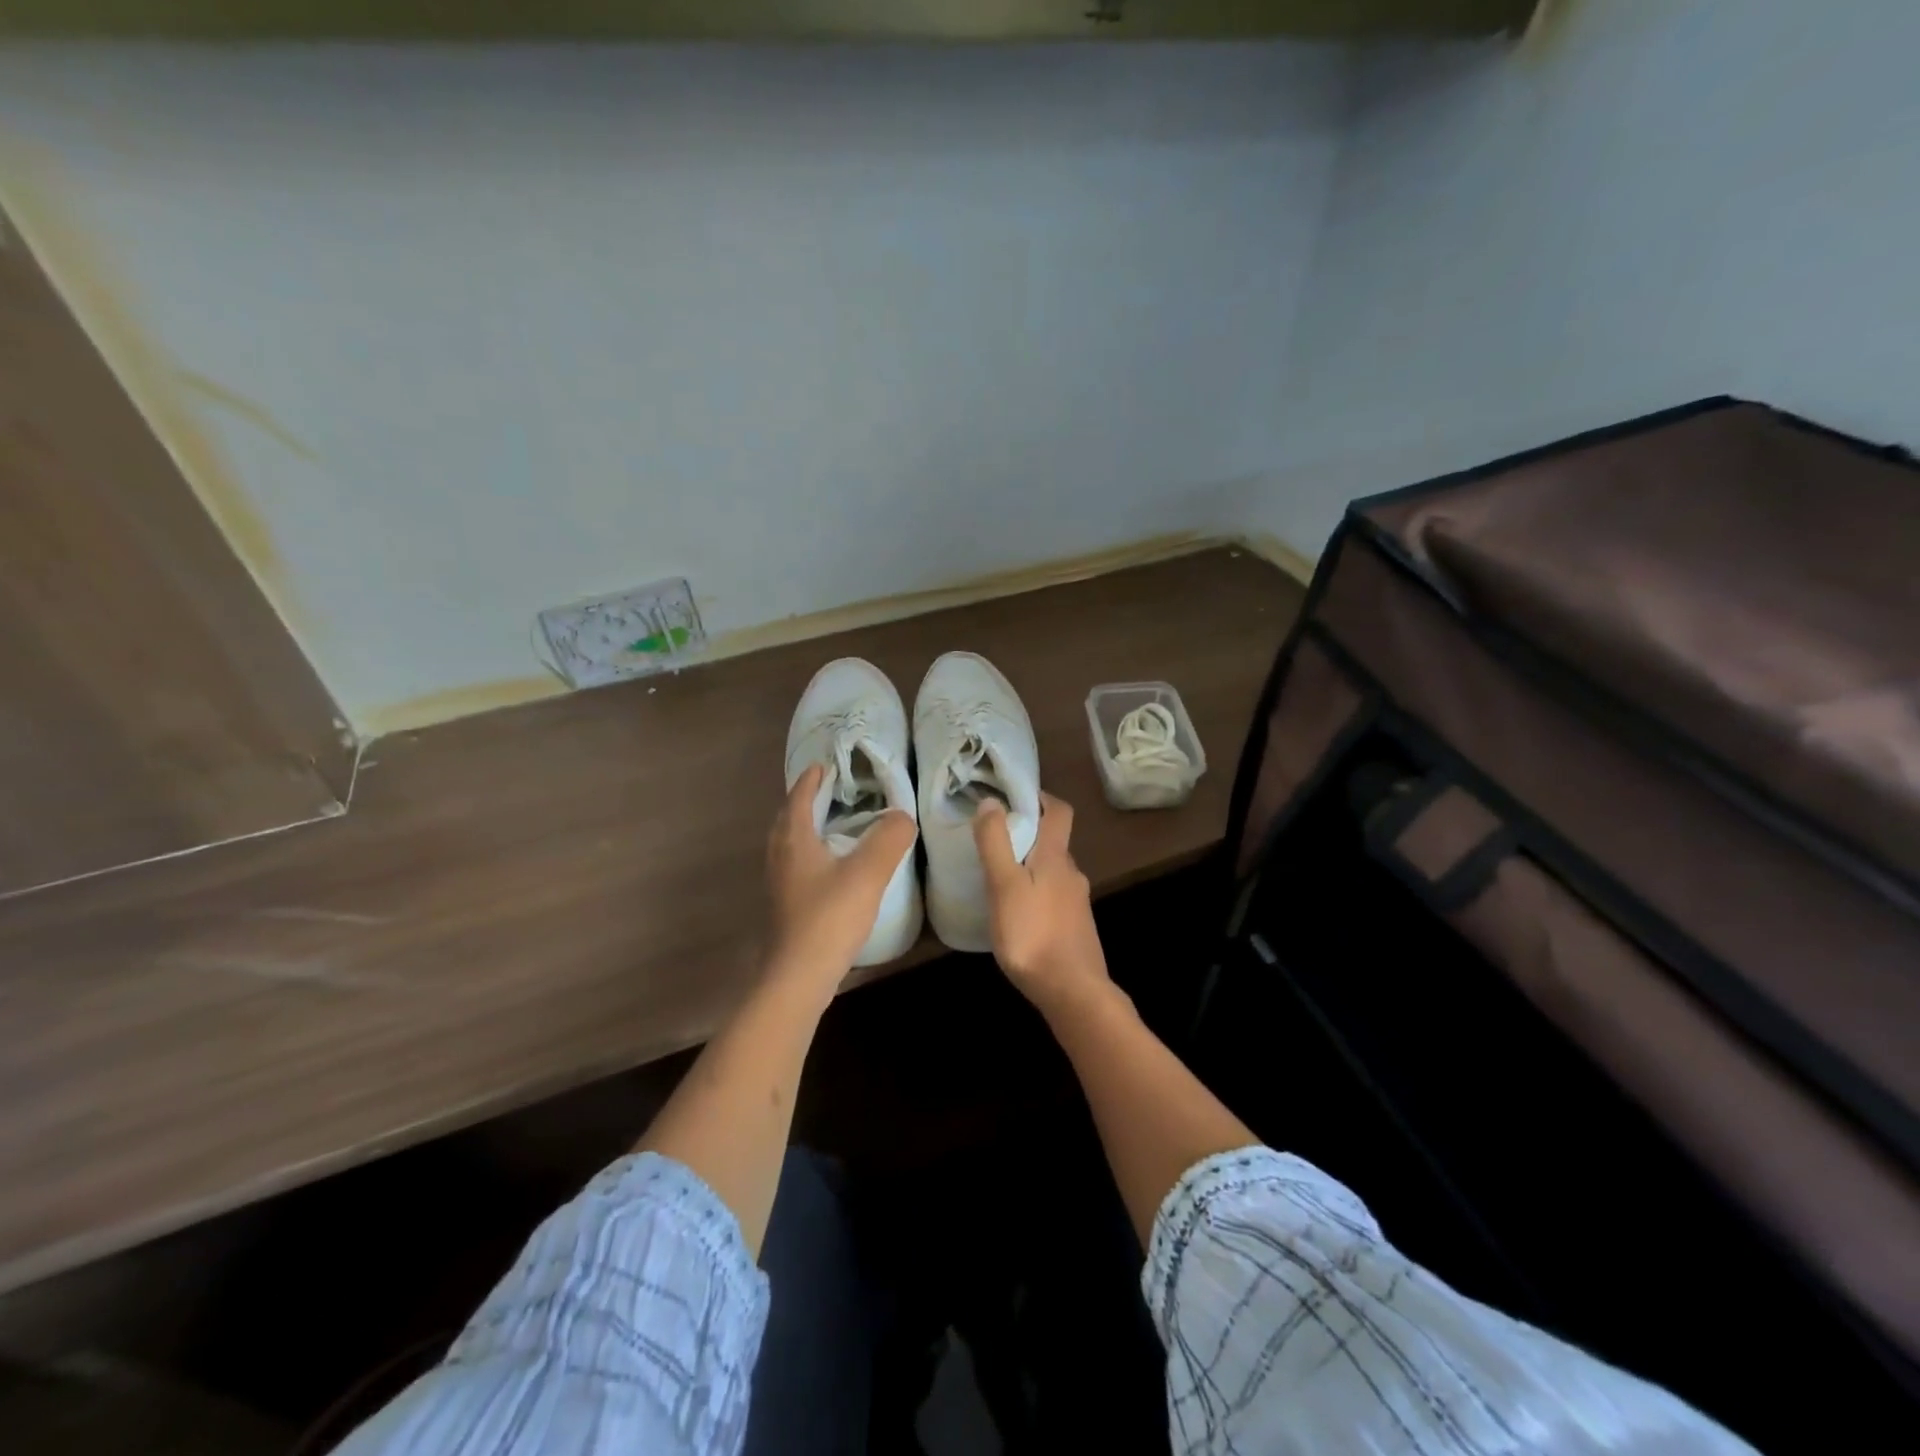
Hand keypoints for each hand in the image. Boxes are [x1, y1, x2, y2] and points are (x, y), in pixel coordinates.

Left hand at [766, 764, 916, 987]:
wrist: (799, 977)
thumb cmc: (830, 917)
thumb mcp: (868, 872)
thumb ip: (889, 838)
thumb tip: (902, 815)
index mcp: (794, 840)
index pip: (799, 797)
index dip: (811, 779)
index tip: (826, 765)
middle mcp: (780, 857)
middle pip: (788, 819)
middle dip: (806, 801)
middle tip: (830, 792)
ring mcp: (780, 884)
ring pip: (790, 844)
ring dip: (807, 828)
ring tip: (833, 825)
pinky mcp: (786, 906)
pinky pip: (796, 866)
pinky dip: (811, 854)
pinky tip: (832, 868)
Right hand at [974, 794, 1112, 1017]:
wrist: (1073, 992)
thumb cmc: (1033, 934)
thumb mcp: (1004, 885)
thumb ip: (996, 843)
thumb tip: (992, 801)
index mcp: (1056, 857)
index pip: (1059, 811)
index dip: (1041, 797)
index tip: (1014, 796)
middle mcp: (1072, 874)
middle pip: (1054, 841)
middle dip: (1028, 834)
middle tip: (994, 840)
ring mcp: (1077, 903)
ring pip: (1052, 872)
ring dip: (1030, 866)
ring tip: (998, 877)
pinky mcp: (1075, 928)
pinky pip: (1053, 897)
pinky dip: (1035, 893)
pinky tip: (1016, 913)